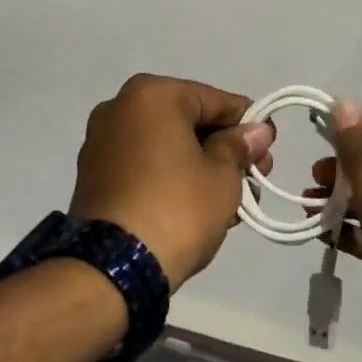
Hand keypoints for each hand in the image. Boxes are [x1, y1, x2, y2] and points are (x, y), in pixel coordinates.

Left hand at [70, 75, 274, 291]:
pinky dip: (169, 176)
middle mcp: (120, 106)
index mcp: (151, 94)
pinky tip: (195, 205)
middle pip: (187, 120)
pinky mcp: (92, 174)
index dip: (247, 124)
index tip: (269, 148)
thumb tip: (256, 131)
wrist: (113, 267)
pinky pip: (142, 164)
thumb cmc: (176, 208)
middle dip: (222, 148)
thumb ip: (239, 146)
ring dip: (198, 165)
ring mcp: (101, 141)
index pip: (214, 100)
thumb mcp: (222, 176)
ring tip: (229, 200)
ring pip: (164, 144)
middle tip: (253, 178)